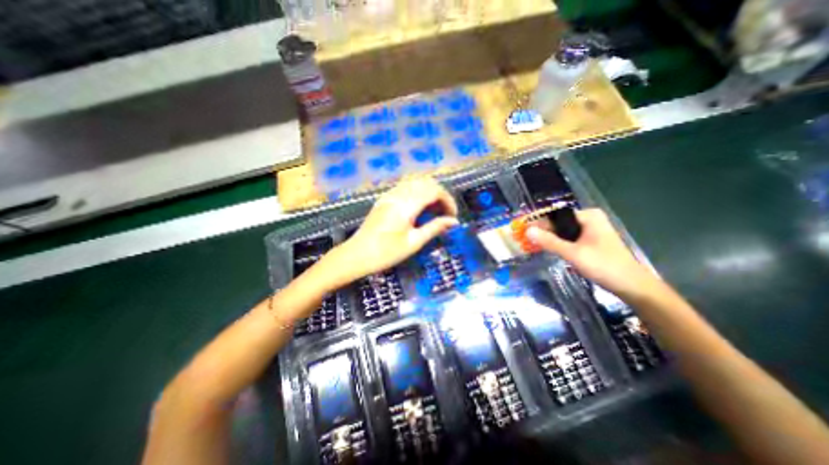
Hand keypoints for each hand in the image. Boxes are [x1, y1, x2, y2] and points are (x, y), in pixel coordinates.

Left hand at [330, 177, 458, 281]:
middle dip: (440, 194)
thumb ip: (434, 228)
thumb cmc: (386, 253)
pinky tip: (419, 207)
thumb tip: (454, 221)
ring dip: (429, 191)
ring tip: (433, 210)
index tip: (453, 215)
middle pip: (426, 182)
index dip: (448, 200)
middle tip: (444, 212)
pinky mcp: (384, 199)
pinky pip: (405, 187)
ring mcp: (389, 195)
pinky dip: (417, 192)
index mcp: (407, 205)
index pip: (434, 191)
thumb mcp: (414, 242)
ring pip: (415, 182)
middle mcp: (398, 195)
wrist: (357, 255)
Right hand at [527, 208, 658, 294]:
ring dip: (549, 238)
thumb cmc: (604, 266)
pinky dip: (558, 243)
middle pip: (559, 223)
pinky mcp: (591, 241)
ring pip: (563, 231)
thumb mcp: (573, 253)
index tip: (523, 230)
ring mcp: (591, 230)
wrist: (632, 286)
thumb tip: (528, 231)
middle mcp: (590, 219)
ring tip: (533, 245)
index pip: (556, 215)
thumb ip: (549, 241)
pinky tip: (549, 250)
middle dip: (543, 231)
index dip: (538, 222)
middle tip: (526, 240)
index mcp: (588, 216)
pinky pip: (569, 238)